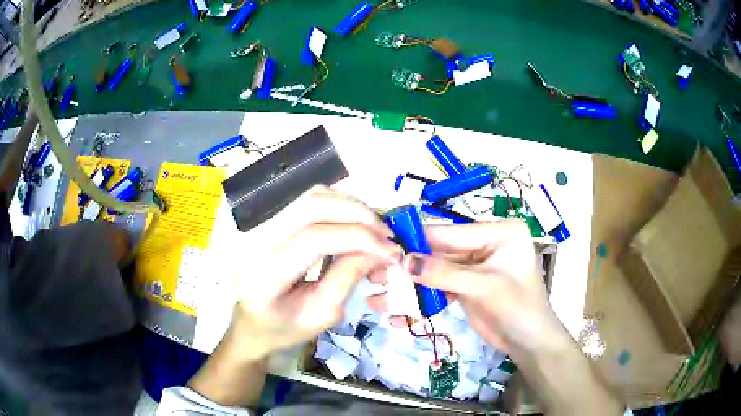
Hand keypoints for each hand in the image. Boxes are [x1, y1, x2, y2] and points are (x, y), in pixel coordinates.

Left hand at [232, 185, 402, 358]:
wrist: (253, 323)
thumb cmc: (285, 329)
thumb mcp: (322, 315)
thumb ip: (348, 278)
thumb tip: (379, 249)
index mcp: (266, 276)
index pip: (313, 239)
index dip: (358, 238)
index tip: (391, 251)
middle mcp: (258, 242)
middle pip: (311, 206)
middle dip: (358, 214)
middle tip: (386, 234)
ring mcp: (261, 226)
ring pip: (312, 196)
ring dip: (350, 206)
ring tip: (375, 229)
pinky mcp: (271, 221)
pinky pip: (309, 199)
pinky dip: (339, 205)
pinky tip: (354, 223)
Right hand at [372, 220, 569, 356]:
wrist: (530, 344)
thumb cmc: (519, 309)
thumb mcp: (483, 288)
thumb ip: (444, 273)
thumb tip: (404, 261)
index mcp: (499, 232)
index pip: (452, 232)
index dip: (418, 239)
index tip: (384, 243)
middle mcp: (486, 244)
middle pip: (441, 253)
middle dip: (409, 267)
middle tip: (376, 273)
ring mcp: (475, 266)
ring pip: (436, 272)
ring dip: (410, 286)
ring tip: (378, 295)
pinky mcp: (467, 286)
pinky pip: (440, 288)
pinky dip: (421, 300)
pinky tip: (399, 313)